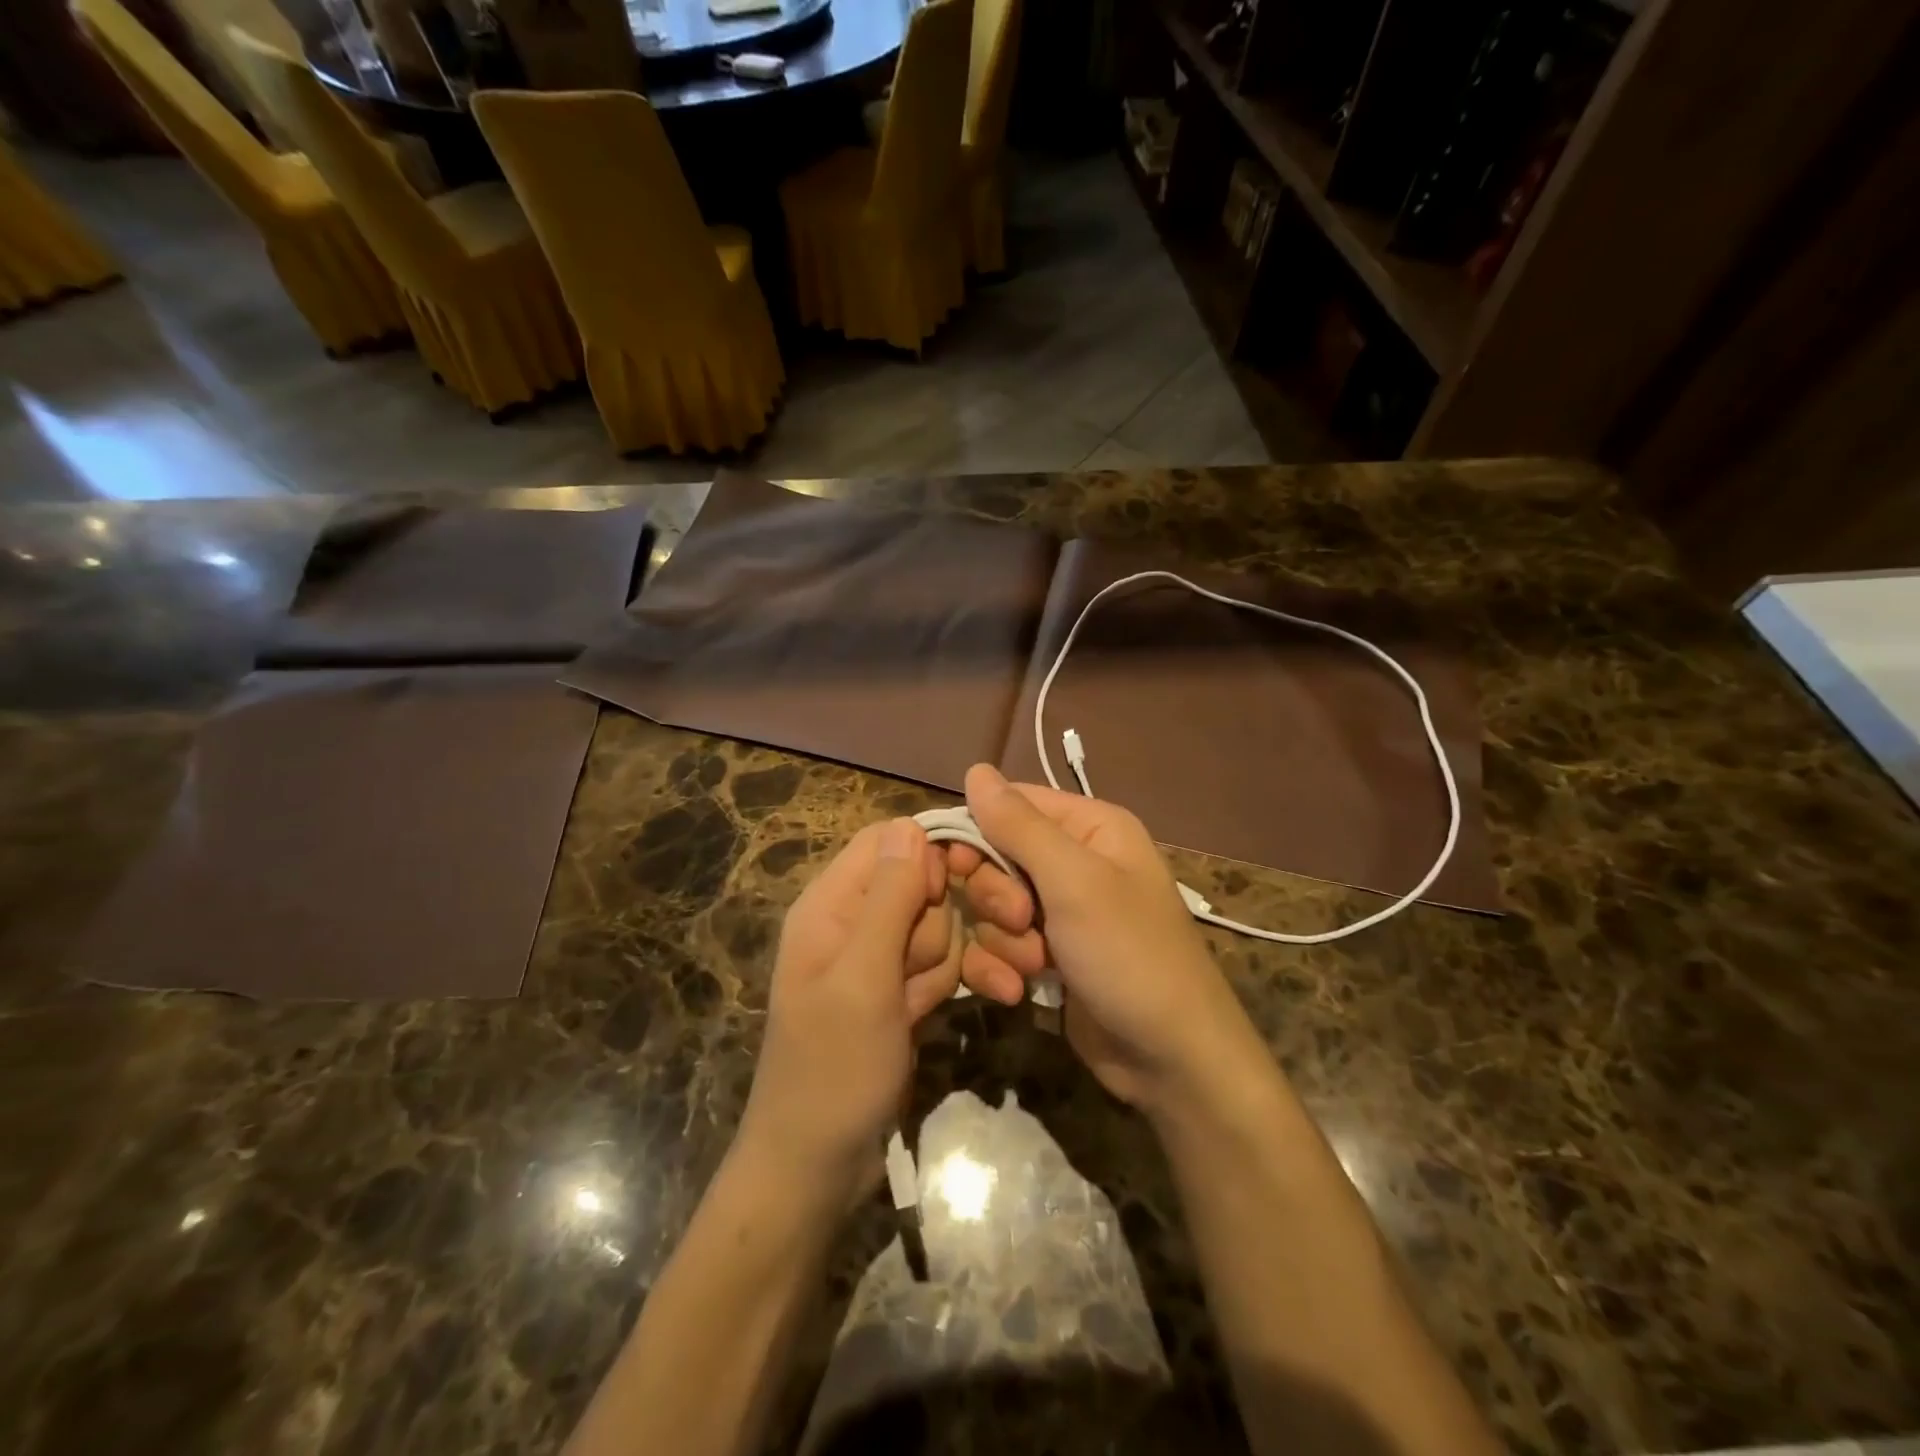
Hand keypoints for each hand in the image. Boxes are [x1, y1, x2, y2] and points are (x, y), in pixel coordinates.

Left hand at [738, 818, 959, 1203]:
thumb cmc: (833, 1067)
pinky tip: (959, 1010)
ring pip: (938, 926)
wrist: (818, 1165)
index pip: (887, 842)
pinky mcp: (900, 991)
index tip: (951, 892)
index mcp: (830, 903)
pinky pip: (940, 964)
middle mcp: (854, 921)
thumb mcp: (863, 977)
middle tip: (919, 975)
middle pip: (921, 885)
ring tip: (920, 1009)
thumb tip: (911, 824)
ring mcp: (879, 959)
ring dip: (946, 964)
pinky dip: (951, 984)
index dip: (927, 857)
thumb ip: (889, 898)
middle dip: (937, 926)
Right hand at [943, 764, 1266, 1115]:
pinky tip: (1019, 992)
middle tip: (1021, 922)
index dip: (977, 832)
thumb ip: (1020, 825)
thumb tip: (976, 769)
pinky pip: (1000, 945)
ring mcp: (1060, 912)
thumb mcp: (1074, 882)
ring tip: (1035, 967)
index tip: (961, 868)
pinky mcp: (1048, 956)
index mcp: (1090, 827)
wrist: (1171, 1060)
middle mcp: (1074, 862)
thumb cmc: (1130, 955)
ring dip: (1002, 941)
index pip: (1010, 804)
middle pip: (995, 857)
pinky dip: (1002, 967)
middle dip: (997, 897)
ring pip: (992, 907)